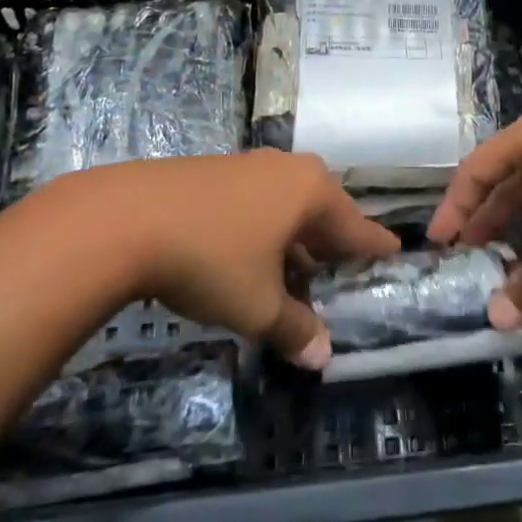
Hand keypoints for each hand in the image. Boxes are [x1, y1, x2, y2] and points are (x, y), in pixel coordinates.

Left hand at [55, 150, 398, 369]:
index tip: (394, 255)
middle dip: (330, 245)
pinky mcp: (216, 170)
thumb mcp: (257, 305)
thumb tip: (322, 356)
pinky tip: (249, 254)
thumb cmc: (211, 258)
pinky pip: (258, 200)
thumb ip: (295, 329)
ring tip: (294, 272)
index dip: (374, 248)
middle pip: (323, 211)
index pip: (357, 226)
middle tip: (338, 274)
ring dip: (294, 238)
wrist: (126, 218)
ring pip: (288, 205)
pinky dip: (264, 228)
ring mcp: (250, 164)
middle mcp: (288, 169)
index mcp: (312, 192)